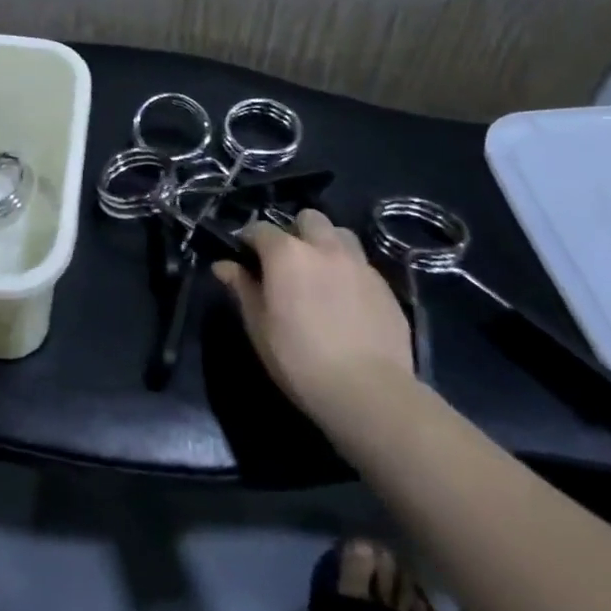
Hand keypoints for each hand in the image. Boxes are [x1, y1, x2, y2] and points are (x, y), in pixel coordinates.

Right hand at [211, 209, 414, 425]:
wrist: (368, 392)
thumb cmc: (299, 358)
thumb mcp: (258, 325)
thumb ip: (242, 288)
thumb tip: (223, 266)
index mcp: (286, 254)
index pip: (259, 228)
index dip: (248, 240)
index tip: (244, 258)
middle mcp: (324, 249)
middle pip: (309, 218)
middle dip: (295, 231)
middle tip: (288, 262)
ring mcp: (360, 266)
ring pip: (341, 235)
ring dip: (327, 244)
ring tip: (320, 273)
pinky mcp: (387, 288)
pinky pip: (362, 265)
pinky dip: (349, 272)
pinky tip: (345, 300)